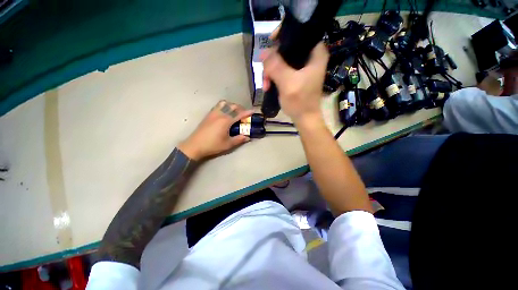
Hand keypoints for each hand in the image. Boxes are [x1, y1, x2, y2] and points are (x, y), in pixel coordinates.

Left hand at [178, 100, 253, 159]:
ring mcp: (213, 113)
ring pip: (224, 103)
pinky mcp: (208, 115)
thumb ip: (239, 139)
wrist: (195, 145)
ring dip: (232, 105)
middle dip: (241, 108)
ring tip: (235, 112)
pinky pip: (218, 106)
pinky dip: (224, 106)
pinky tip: (225, 113)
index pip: (239, 114)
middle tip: (245, 114)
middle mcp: (220, 114)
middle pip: (232, 106)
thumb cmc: (213, 145)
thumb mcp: (228, 144)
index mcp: (226, 121)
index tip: (253, 111)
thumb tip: (247, 137)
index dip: (247, 112)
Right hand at [262, 41, 328, 123]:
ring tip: (265, 85)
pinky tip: (268, 86)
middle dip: (272, 62)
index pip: (299, 32)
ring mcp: (302, 67)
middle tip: (265, 76)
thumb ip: (276, 66)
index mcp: (315, 53)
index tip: (270, 43)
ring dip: (271, 72)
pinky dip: (274, 77)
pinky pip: (281, 70)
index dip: (283, 35)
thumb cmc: (300, 102)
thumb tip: (263, 53)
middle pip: (286, 48)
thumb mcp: (287, 83)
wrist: (304, 118)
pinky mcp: (296, 76)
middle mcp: (310, 57)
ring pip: (281, 60)